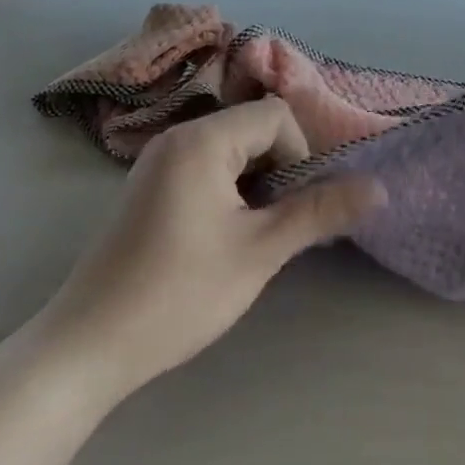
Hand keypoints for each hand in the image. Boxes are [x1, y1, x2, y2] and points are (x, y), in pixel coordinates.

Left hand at [32, 98, 385, 404]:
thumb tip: (379, 188)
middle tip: (272, 224)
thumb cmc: (178, 293)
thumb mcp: (259, 252)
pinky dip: (226, 188)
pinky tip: (217, 237)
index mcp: (201, 139)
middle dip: (277, 169)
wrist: (85, 348)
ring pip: (231, 148)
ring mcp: (156, 160)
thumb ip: (320, 211)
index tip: (291, 207)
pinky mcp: (146, 185)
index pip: (276, 116)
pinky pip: (204, 165)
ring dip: (253, 182)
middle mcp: (176, 136)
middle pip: (253, 127)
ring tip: (247, 235)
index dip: (299, 155)